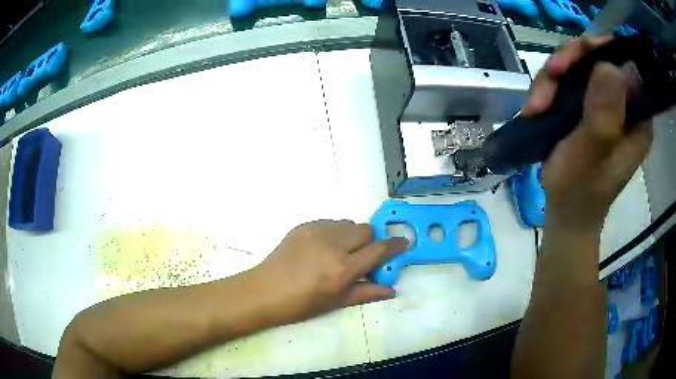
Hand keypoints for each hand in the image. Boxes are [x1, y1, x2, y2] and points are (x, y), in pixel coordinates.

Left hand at [248, 220, 406, 324]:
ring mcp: (317, 231)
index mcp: (343, 268)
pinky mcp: (304, 225)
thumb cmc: (301, 304)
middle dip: (370, 241)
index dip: (395, 245)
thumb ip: (367, 293)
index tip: (403, 243)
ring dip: (351, 235)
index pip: (379, 250)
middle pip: (366, 230)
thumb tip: (392, 290)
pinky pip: (330, 222)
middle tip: (361, 256)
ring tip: (339, 252)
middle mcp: (333, 245)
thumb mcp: (337, 302)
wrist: (265, 291)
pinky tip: (322, 247)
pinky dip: (334, 232)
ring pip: (348, 223)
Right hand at [524, 38, 652, 234]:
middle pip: (597, 58)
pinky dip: (547, 90)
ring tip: (536, 106)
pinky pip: (565, 81)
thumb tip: (609, 65)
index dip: (602, 51)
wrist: (565, 211)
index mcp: (637, 117)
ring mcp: (602, 104)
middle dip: (571, 62)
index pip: (625, 66)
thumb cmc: (581, 190)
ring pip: (577, 67)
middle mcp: (623, 104)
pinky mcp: (585, 106)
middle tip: (551, 74)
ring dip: (553, 79)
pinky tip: (535, 109)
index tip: (578, 54)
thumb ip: (604, 112)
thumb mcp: (593, 153)